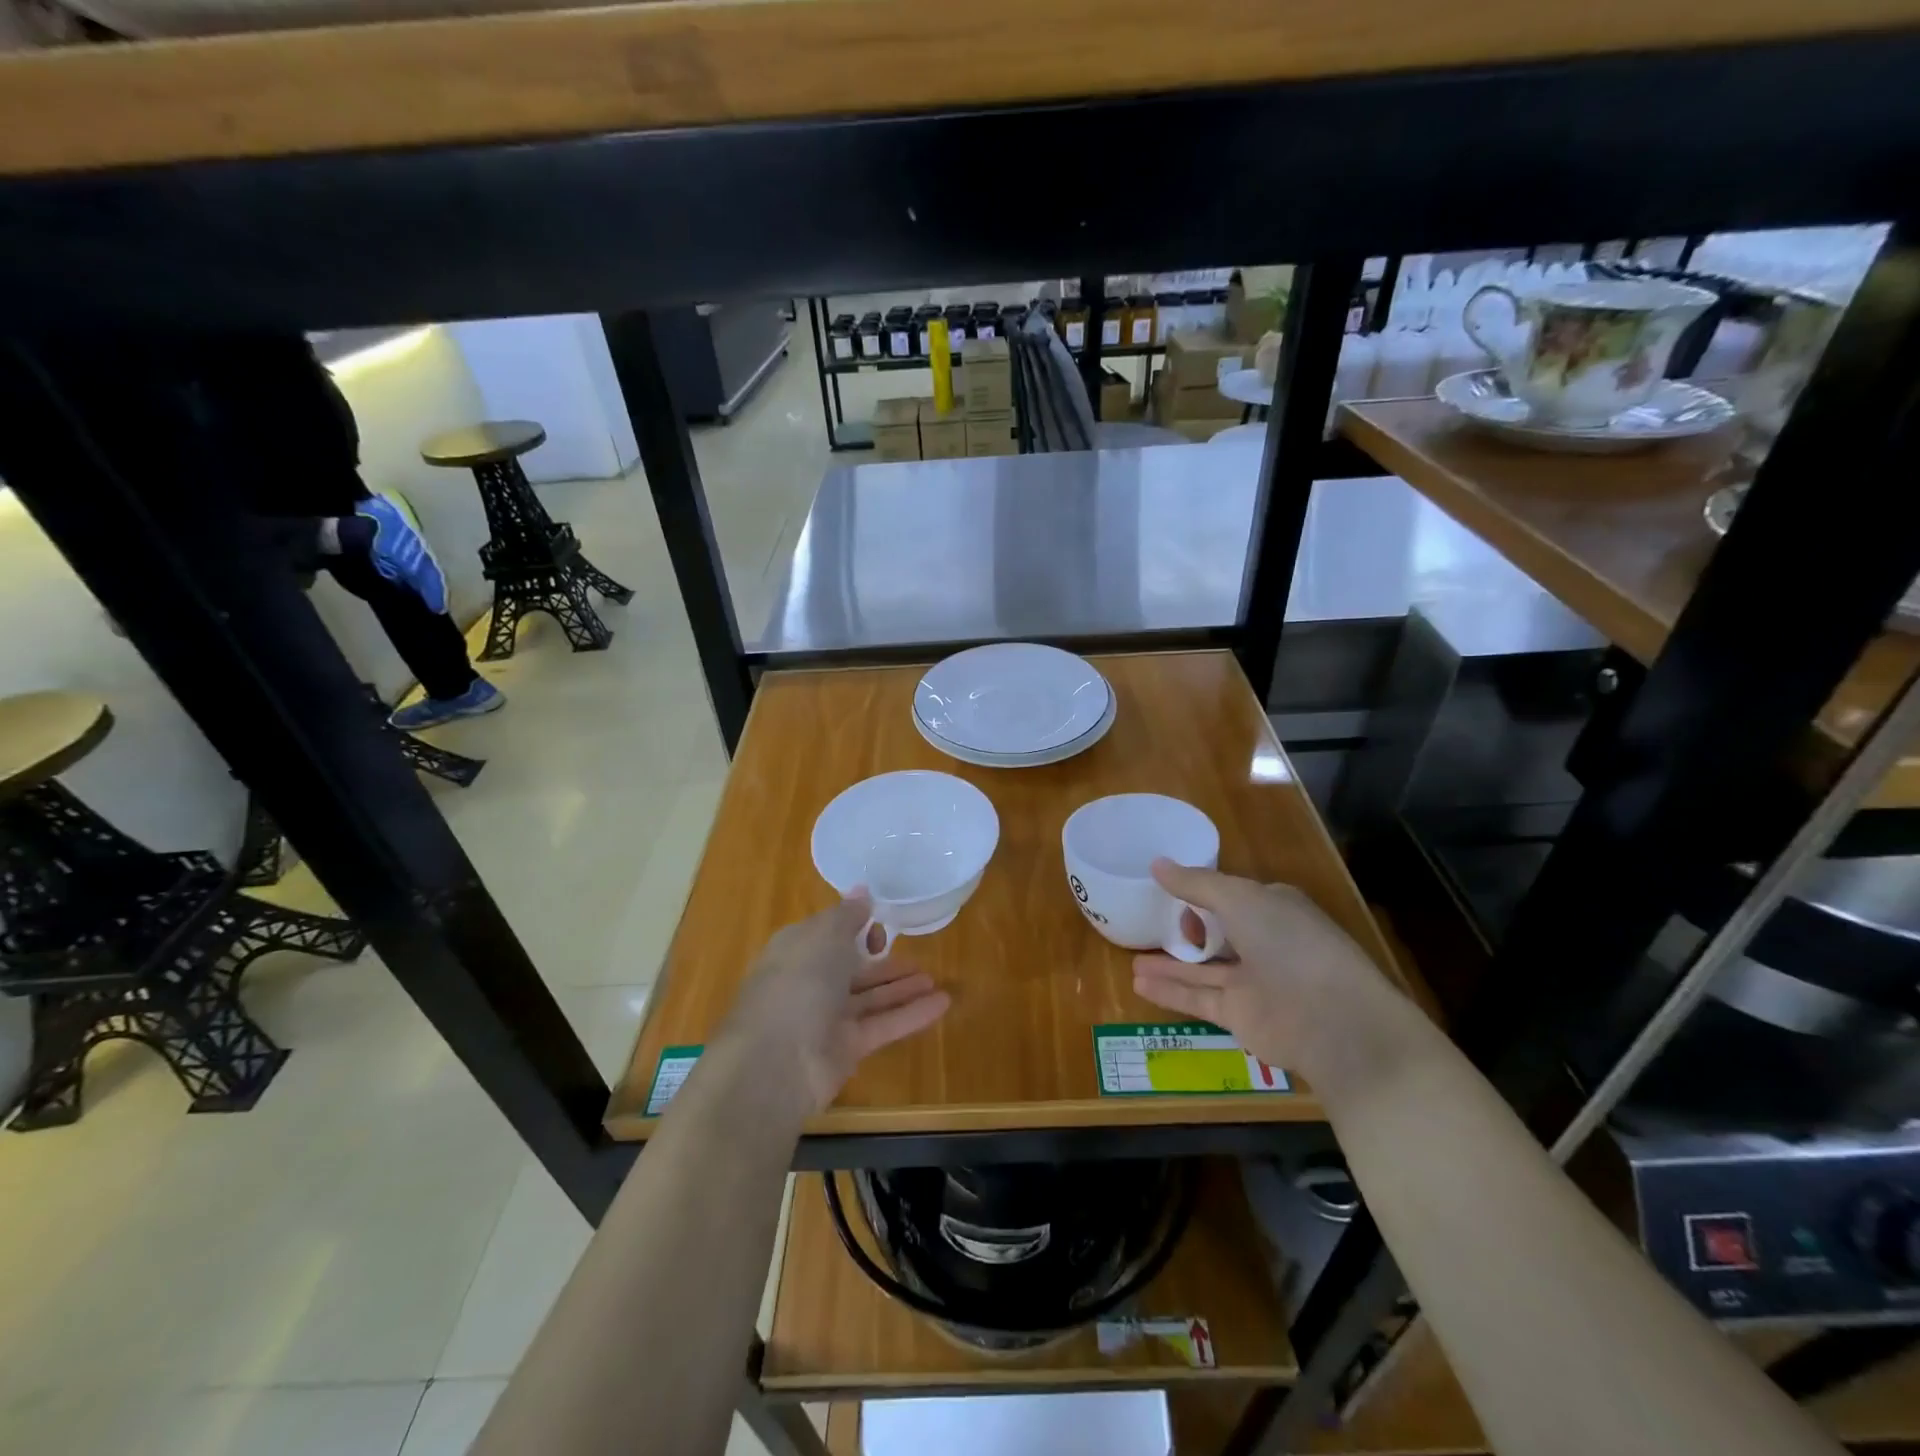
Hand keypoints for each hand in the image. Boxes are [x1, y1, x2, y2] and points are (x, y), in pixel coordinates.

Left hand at [717, 893, 950, 1114]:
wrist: (775, 1061)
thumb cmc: (799, 982)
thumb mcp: (824, 935)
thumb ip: (847, 915)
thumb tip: (861, 890)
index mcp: (797, 950)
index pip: (829, 934)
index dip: (855, 927)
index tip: (881, 924)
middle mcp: (810, 982)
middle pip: (851, 968)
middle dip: (882, 960)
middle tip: (916, 954)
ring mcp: (827, 1018)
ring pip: (870, 998)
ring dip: (902, 988)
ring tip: (934, 979)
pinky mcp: (846, 1048)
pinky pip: (883, 1025)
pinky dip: (911, 1014)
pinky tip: (942, 1003)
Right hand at [1132, 860, 1392, 1079]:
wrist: (1332, 1021)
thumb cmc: (1289, 943)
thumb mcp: (1239, 899)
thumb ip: (1196, 884)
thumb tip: (1156, 864)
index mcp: (1274, 909)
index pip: (1233, 896)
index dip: (1203, 893)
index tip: (1171, 891)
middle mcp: (1265, 944)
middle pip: (1218, 934)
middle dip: (1187, 930)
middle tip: (1151, 924)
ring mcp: (1253, 983)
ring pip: (1203, 969)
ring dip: (1169, 964)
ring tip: (1130, 959)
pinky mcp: (1241, 1017)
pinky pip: (1198, 999)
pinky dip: (1169, 991)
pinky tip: (1138, 983)